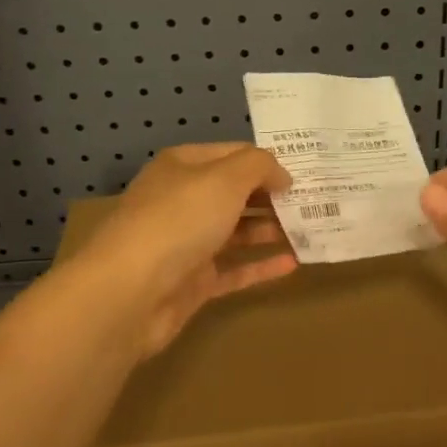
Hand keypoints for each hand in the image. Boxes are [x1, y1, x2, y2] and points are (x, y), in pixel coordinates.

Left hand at [75, 143, 297, 356]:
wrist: (130, 292)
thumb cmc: (178, 221)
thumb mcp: (225, 178)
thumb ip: (259, 167)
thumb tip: (281, 176)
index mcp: (183, 167)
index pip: (233, 154)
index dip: (268, 162)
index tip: (306, 174)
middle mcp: (183, 201)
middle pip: (235, 194)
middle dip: (273, 197)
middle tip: (316, 203)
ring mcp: (186, 244)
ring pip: (236, 232)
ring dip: (271, 230)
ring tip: (311, 231)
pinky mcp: (192, 283)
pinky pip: (233, 270)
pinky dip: (260, 266)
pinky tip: (293, 264)